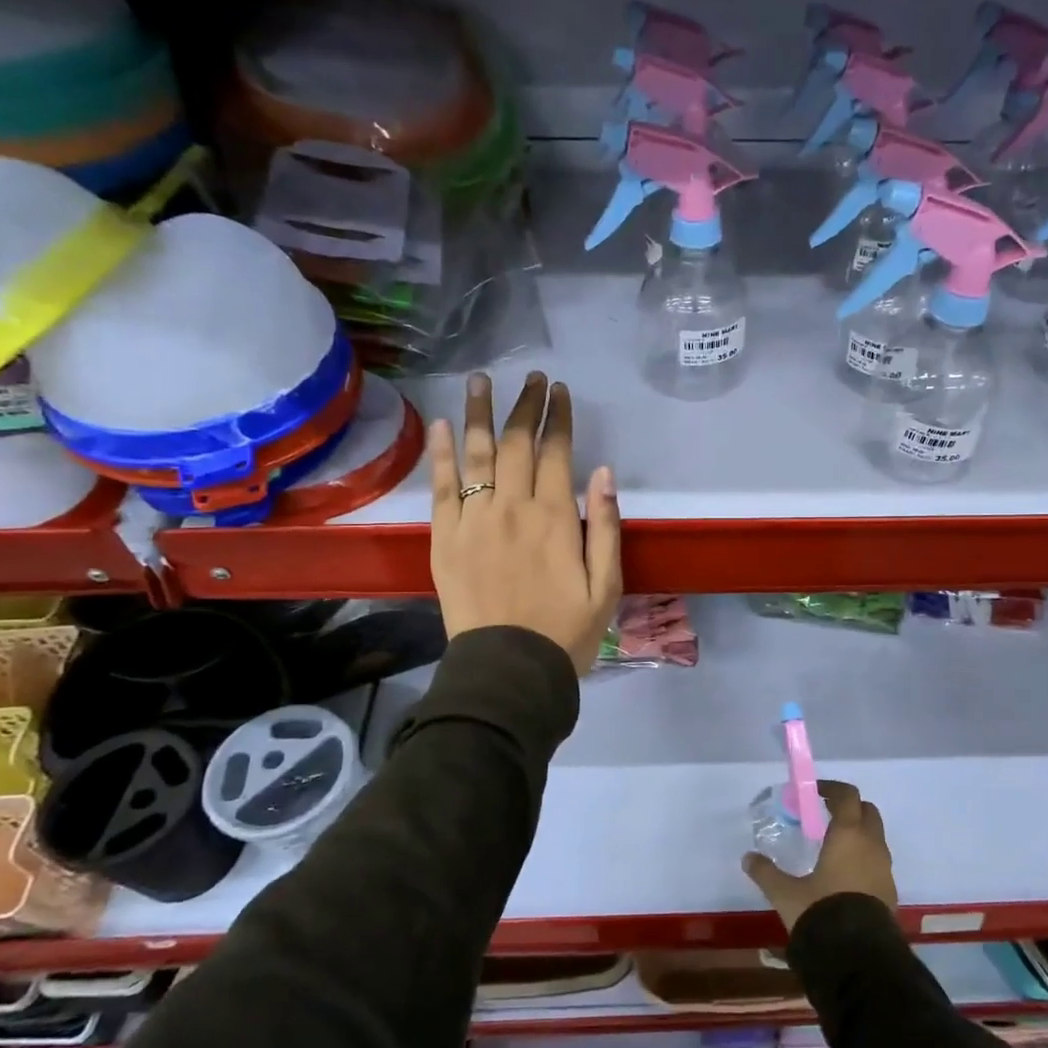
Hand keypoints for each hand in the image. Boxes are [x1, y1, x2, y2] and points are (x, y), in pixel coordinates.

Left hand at [427, 371, 621, 674]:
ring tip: (481, 379)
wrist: (509, 669)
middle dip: (526, 405)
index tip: (560, 390)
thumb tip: (603, 472)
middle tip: (532, 377)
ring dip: (481, 412)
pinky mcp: (444, 538)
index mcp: (555, 518)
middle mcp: (512, 508)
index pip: (556, 452)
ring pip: (477, 454)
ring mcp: (473, 520)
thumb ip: (606, 526)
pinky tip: (445, 425)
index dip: (558, 417)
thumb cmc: (566, 631)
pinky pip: (441, 486)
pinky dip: (442, 453)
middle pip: (516, 443)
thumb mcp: (607, 586)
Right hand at [741, 781, 896, 931]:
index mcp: (848, 834)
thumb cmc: (821, 912)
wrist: (859, 957)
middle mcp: (872, 845)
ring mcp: (885, 869)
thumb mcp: (786, 894)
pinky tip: (844, 876)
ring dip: (858, 834)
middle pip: (867, 811)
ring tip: (833, 846)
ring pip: (875, 837)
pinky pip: (878, 862)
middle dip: (849, 808)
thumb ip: (767, 873)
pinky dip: (864, 858)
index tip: (815, 792)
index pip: (847, 796)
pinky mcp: (890, 891)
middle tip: (826, 814)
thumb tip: (748, 858)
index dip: (832, 789)